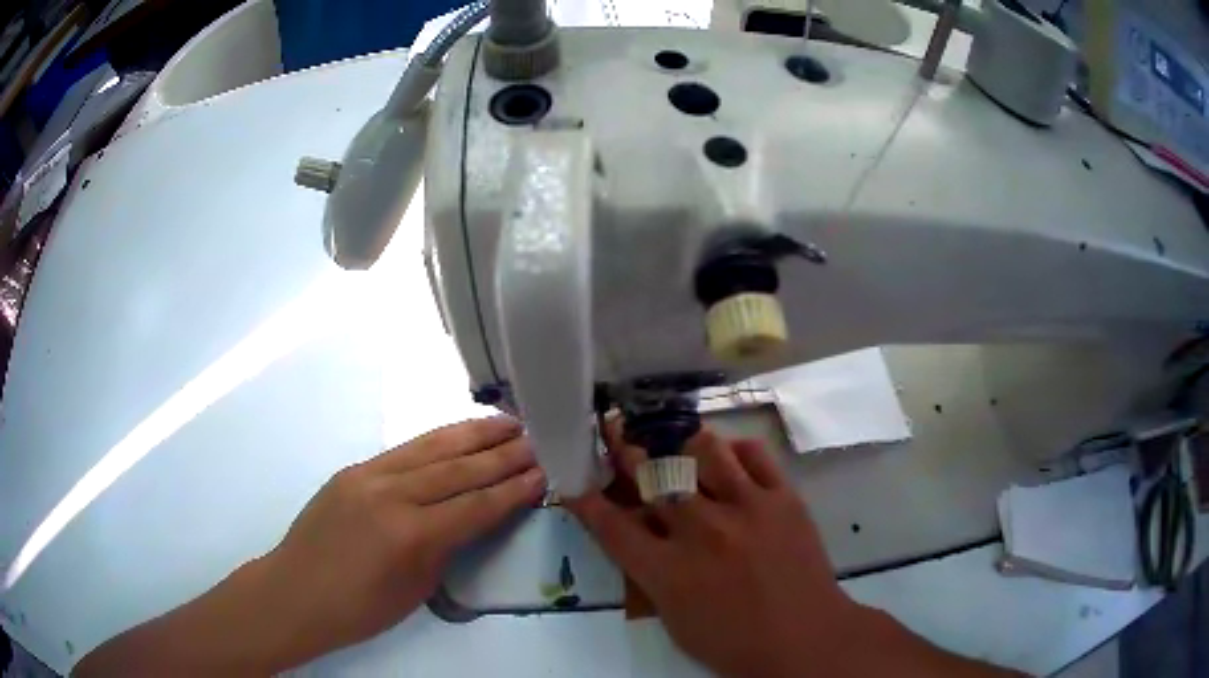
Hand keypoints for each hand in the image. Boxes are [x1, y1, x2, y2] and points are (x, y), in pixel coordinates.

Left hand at [74, 417, 545, 676]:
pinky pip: (405, 449)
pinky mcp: (354, 469)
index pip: (477, 505)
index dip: (515, 488)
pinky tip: (457, 434)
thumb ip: (444, 548)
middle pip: (460, 468)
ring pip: (432, 447)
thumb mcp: (415, 591)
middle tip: (539, 436)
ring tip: (508, 422)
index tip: (547, 471)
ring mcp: (369, 475)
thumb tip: (470, 519)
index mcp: (411, 534)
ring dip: (474, 434)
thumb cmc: (358, 609)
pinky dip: (438, 439)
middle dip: (504, 453)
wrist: (294, 593)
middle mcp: (392, 494)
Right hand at [567, 427, 852, 677]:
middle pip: (653, 474)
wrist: (805, 639)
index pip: (612, 525)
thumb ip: (650, 575)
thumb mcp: (675, 620)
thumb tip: (638, 535)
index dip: (587, 500)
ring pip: (703, 449)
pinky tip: (728, 456)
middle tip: (620, 434)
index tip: (576, 482)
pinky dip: (735, 449)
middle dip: (628, 450)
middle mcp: (702, 531)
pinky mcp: (783, 498)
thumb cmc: (734, 643)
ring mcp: (747, 509)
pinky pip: (755, 454)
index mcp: (668, 572)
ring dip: (681, 441)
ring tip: (676, 439)